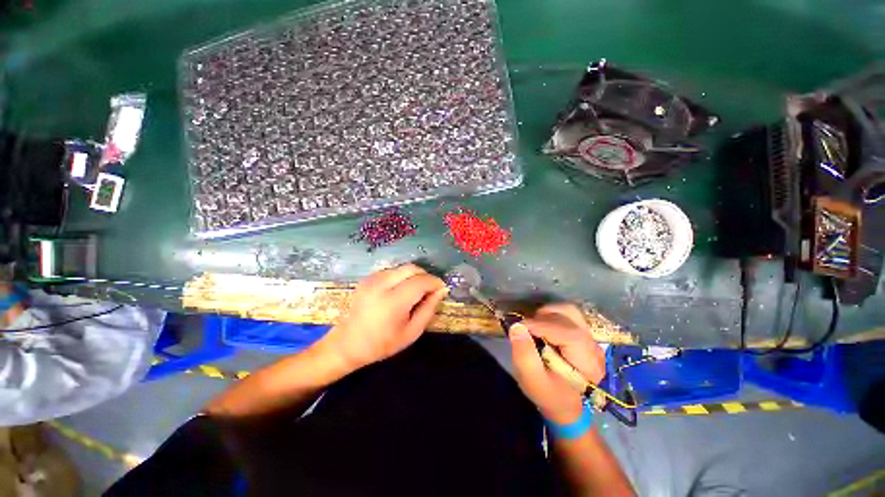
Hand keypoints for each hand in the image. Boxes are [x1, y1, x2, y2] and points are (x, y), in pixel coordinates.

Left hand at [320, 264, 447, 370]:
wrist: (347, 344)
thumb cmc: (382, 343)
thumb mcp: (412, 332)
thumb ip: (429, 309)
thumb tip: (441, 291)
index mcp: (393, 301)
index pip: (421, 281)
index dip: (435, 282)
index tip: (442, 289)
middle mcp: (382, 284)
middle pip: (412, 268)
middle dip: (425, 276)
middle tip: (430, 289)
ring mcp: (372, 279)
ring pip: (402, 267)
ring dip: (414, 275)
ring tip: (416, 291)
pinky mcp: (367, 278)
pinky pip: (392, 270)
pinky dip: (402, 276)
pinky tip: (401, 290)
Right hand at [509, 304, 605, 423]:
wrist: (566, 406)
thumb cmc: (549, 395)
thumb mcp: (531, 380)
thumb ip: (524, 354)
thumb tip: (516, 326)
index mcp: (587, 362)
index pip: (567, 332)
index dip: (540, 324)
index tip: (519, 326)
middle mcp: (593, 346)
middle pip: (569, 316)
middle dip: (543, 318)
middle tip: (526, 328)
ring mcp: (590, 338)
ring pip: (569, 311)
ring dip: (547, 314)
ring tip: (534, 326)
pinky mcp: (584, 334)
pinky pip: (568, 315)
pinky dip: (551, 316)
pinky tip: (542, 328)